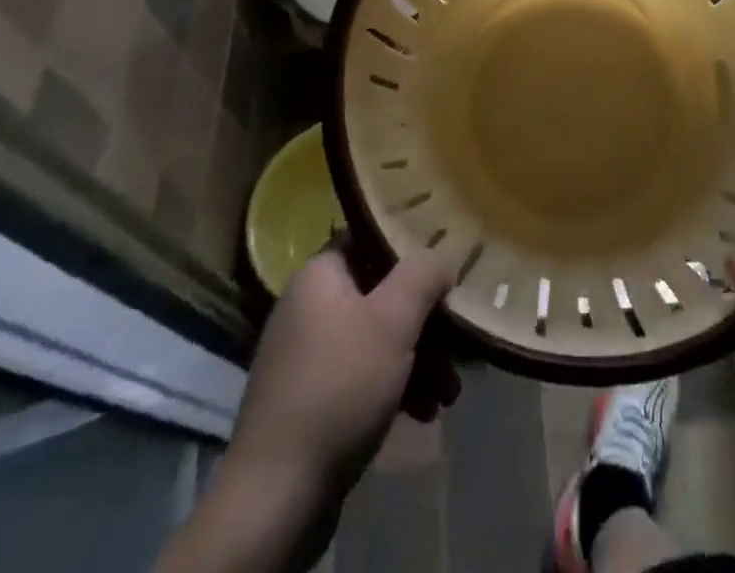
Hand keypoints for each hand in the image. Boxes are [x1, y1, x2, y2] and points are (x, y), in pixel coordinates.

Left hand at [156, 247, 456, 572]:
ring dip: (418, 360)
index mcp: (320, 275)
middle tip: (457, 343)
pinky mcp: (312, 400)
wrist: (277, 495)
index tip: (444, 267)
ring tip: (448, 392)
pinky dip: (395, 388)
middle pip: (381, 294)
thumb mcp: (392, 320)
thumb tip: (440, 258)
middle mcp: (309, 306)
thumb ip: (422, 275)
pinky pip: (363, 376)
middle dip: (424, 321)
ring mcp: (308, 356)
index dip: (409, 249)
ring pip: (377, 340)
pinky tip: (424, 412)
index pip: (370, 239)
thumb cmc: (339, 386)